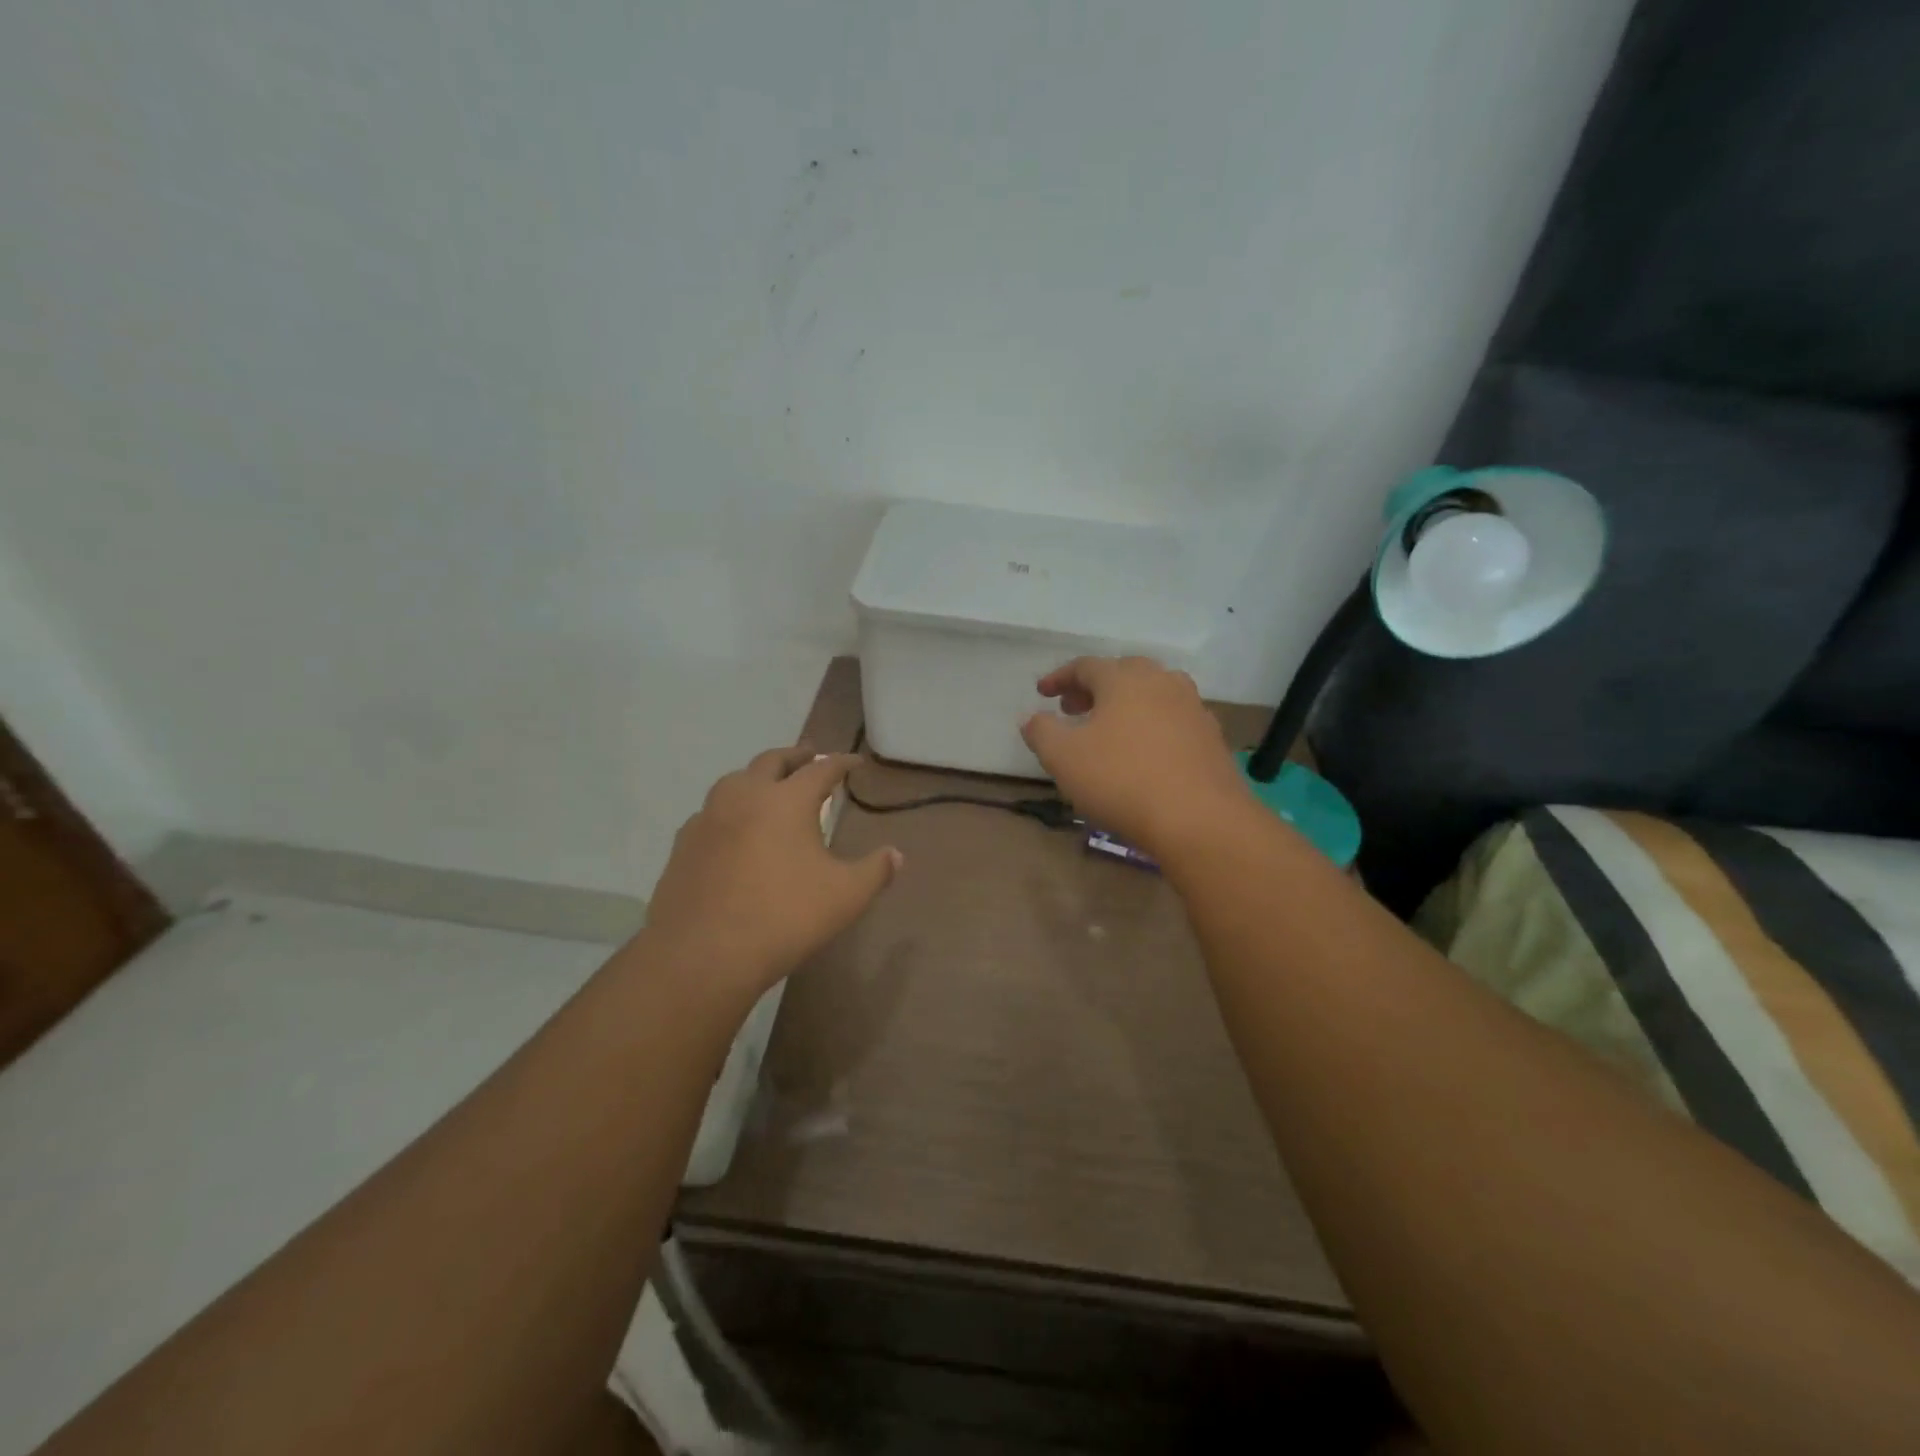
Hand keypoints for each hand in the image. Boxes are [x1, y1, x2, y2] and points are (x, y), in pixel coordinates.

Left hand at [645, 747, 900, 994]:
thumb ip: (875, 871)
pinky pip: (710, 813)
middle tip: (810, 757)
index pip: (820, 770)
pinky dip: (729, 810)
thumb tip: (895, 855)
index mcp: (786, 800)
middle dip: (795, 757)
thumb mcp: (846, 896)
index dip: (841, 763)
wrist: (703, 954)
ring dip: (757, 777)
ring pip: (734, 781)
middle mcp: (744, 796)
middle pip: (772, 761)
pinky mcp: (683, 845)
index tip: (855, 762)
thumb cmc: (785, 917)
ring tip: (769, 787)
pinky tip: (732, 829)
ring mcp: (708, 818)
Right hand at [1020, 656, 1250, 854]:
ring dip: (1125, 705)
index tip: (1042, 693)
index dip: (1059, 678)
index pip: (1085, 666)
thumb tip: (1032, 718)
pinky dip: (1151, 726)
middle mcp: (1162, 682)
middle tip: (1073, 708)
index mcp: (1124, 679)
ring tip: (1108, 730)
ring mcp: (1193, 709)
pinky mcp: (1211, 738)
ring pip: (1153, 694)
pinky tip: (1143, 752)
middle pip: (1123, 673)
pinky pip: (1173, 720)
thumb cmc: (1122, 780)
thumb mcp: (1063, 758)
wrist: (1200, 820)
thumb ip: (1041, 732)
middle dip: (1094, 688)